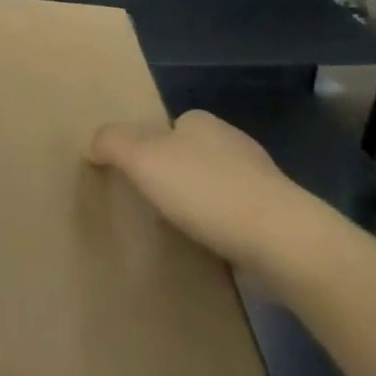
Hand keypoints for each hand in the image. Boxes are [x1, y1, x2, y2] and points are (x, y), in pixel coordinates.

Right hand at [88, 110, 310, 269]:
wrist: (284, 243)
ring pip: (216, 190)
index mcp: (202, 123)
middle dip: (174, 177)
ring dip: (199, 208)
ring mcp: (261, 184)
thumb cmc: (206, 190)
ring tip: (177, 233)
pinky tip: (210, 252)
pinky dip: (222, 233)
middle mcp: (233, 144)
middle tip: (149, 206)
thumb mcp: (141, 157)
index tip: (134, 175)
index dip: (148, 147)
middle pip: (191, 156)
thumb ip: (111, 142)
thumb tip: (92, 144)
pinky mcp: (279, 222)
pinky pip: (237, 222)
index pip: (168, 126)